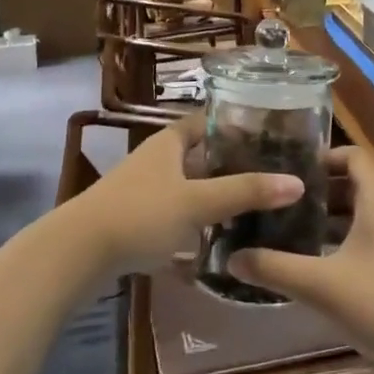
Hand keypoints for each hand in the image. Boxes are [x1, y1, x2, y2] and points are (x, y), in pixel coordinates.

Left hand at [66, 118, 303, 276]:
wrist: (77, 254)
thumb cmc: (139, 214)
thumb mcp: (196, 202)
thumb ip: (244, 192)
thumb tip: (297, 182)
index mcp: (169, 143)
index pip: (206, 120)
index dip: (235, 122)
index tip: (270, 131)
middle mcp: (156, 160)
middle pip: (200, 155)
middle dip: (231, 164)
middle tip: (272, 174)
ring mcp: (143, 191)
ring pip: (188, 187)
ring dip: (214, 196)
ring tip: (253, 208)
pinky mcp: (136, 221)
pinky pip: (175, 216)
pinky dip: (195, 224)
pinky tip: (216, 242)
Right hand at [226, 146, 373, 373]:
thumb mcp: (322, 285)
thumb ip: (274, 268)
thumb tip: (230, 256)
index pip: (353, 155)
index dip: (322, 154)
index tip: (285, 166)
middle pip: (349, 183)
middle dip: (312, 187)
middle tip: (273, 195)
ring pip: (352, 213)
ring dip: (320, 215)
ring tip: (279, 223)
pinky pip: (357, 238)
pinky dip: (331, 240)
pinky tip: (303, 259)